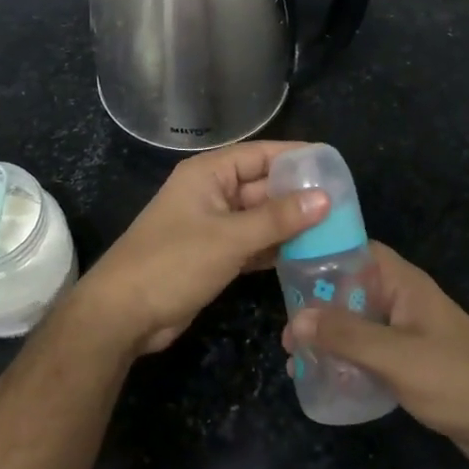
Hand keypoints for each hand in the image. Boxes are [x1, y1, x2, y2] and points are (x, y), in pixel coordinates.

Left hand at [76, 141, 327, 357]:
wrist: (123, 314)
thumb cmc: (173, 263)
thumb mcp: (229, 238)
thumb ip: (278, 218)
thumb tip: (325, 198)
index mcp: (209, 174)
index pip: (261, 154)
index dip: (297, 157)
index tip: (335, 165)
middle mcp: (212, 193)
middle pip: (263, 186)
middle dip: (300, 195)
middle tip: (345, 205)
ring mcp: (212, 226)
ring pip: (260, 218)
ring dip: (291, 225)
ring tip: (336, 230)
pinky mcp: (214, 255)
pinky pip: (253, 243)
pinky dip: (275, 248)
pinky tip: (308, 255)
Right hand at [284, 243, 468, 467]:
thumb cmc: (456, 379)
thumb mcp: (396, 356)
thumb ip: (346, 336)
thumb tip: (297, 318)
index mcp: (405, 284)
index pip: (357, 251)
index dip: (323, 254)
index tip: (286, 270)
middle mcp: (404, 300)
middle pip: (352, 289)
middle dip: (317, 306)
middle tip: (286, 332)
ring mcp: (408, 332)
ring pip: (358, 323)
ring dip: (328, 336)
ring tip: (295, 359)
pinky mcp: (411, 362)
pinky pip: (369, 350)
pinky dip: (345, 358)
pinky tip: (323, 378)